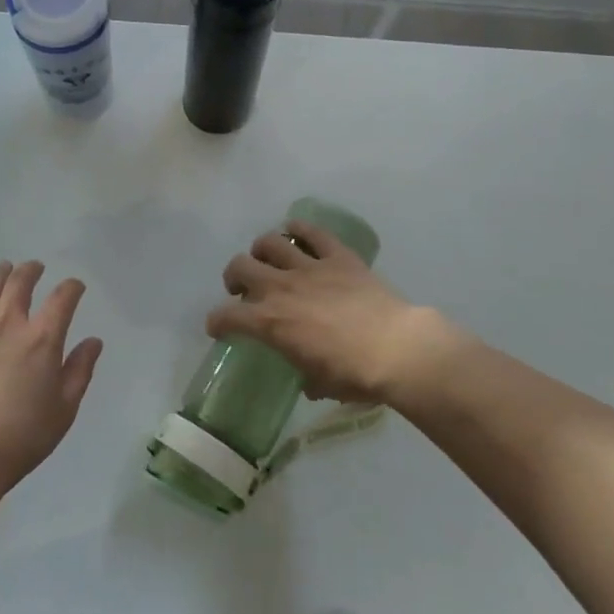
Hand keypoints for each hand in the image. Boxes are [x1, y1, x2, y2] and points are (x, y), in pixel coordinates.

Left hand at [0, 260, 103, 494]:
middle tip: (34, 267)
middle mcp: (7, 326)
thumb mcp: (64, 410)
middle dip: (30, 271)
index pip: (62, 298)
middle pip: (19, 284)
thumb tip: (93, 342)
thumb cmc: (21, 437)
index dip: (72, 288)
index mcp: (42, 338)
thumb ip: (79, 371)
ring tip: (3, 269)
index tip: (75, 287)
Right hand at [207, 219, 467, 406]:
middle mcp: (280, 288)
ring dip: (262, 250)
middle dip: (234, 276)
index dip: (217, 322)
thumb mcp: (321, 384)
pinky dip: (299, 229)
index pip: (227, 316)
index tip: (218, 327)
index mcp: (270, 322)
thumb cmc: (355, 375)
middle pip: (239, 267)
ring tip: (268, 259)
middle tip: (242, 287)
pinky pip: (311, 232)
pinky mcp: (337, 255)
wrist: (397, 349)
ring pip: (270, 243)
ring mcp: (309, 267)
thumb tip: (308, 379)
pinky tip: (296, 233)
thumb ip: (306, 376)